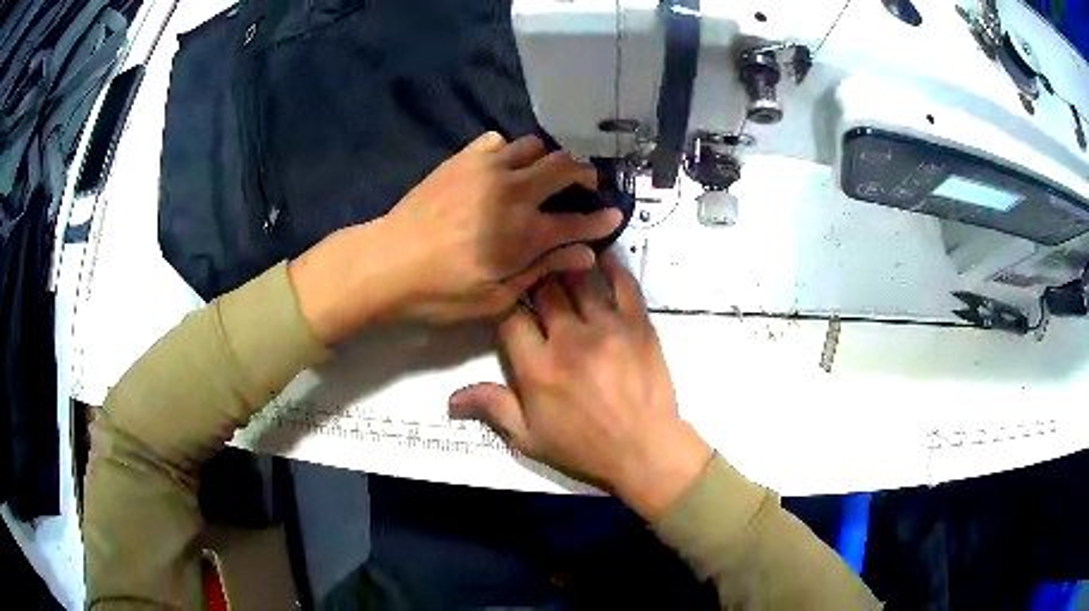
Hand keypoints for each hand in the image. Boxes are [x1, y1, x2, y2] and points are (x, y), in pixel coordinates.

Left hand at [289, 132, 622, 342]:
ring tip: (543, 179)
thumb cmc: (440, 291)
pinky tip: (502, 171)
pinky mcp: (462, 160)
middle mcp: (512, 191)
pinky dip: (509, 152)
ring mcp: (485, 169)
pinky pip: (498, 141)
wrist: (385, 262)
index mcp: (523, 232)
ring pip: (534, 146)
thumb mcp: (496, 297)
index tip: (614, 215)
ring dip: (547, 161)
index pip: (577, 221)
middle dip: (584, 175)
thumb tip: (585, 254)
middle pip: (564, 166)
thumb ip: (543, 269)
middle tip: (586, 188)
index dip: (601, 219)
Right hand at [448, 253, 711, 518]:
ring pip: (579, 280)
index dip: (506, 304)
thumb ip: (494, 408)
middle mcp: (568, 339)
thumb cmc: (583, 447)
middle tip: (533, 273)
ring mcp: (607, 328)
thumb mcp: (529, 438)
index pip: (510, 317)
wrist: (644, 450)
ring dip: (567, 265)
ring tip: (560, 253)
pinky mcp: (639, 325)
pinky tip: (601, 254)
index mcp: (537, 367)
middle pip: (544, 291)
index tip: (507, 300)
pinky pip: (624, 285)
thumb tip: (451, 398)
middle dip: (535, 280)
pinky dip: (612, 266)